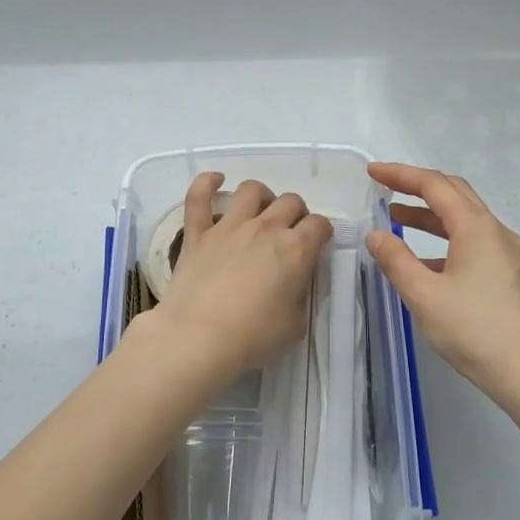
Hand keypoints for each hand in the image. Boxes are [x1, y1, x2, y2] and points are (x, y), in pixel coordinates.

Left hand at [145, 173, 331, 387]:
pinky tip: (216, 180)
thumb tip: (298, 283)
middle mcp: (266, 228)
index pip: (319, 224)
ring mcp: (229, 226)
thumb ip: (302, 296)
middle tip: (290, 233)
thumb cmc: (253, 337)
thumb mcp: (295, 325)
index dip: (322, 232)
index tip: (317, 243)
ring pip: (252, 190)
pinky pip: (199, 196)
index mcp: (296, 249)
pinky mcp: (198, 232)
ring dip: (262, 196)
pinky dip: (207, 183)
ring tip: (260, 211)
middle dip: (296, 213)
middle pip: (290, 201)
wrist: (198, 338)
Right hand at [365, 163, 519, 408]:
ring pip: (466, 219)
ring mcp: (508, 254)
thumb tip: (376, 234)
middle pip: (455, 194)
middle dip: (418, 187)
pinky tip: (427, 263)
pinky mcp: (512, 275)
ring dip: (432, 216)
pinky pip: (475, 243)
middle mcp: (496, 232)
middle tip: (386, 189)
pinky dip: (447, 241)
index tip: (372, 172)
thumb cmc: (475, 331)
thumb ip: (396, 261)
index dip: (401, 174)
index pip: (434, 185)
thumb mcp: (425, 296)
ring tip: (397, 221)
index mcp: (476, 228)